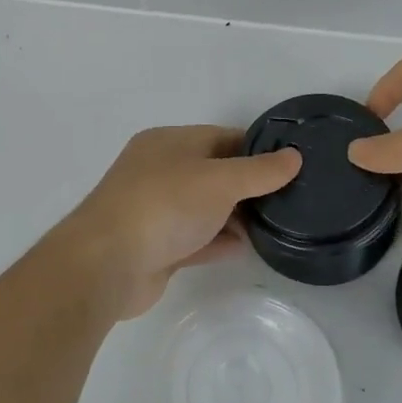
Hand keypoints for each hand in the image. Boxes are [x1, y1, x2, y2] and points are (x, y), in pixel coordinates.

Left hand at [60, 126, 301, 318]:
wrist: (106, 265)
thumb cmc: (164, 206)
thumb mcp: (219, 180)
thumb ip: (260, 171)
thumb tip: (295, 157)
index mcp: (169, 143)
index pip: (222, 137)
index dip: (258, 149)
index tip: (292, 164)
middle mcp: (161, 171)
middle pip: (215, 173)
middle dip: (249, 186)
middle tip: (291, 199)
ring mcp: (157, 210)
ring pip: (206, 208)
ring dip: (236, 216)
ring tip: (277, 225)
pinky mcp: (157, 247)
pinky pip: (197, 238)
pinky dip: (220, 241)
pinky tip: (248, 248)